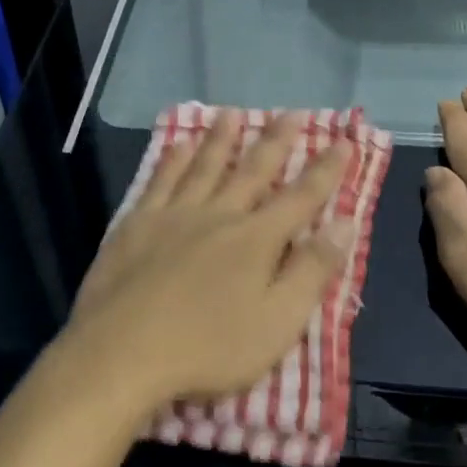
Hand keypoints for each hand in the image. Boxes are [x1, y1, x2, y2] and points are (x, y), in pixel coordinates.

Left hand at [59, 111, 353, 415]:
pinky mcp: (135, 226)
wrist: (121, 354)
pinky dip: (172, 161)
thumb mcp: (277, 321)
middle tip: (291, 112)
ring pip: (203, 166)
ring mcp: (173, 216)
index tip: (343, 141)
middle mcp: (218, 215)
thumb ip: (312, 270)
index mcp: (256, 240)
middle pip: (252, 170)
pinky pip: (159, 181)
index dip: (325, 170)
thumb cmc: (209, 349)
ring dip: (221, 139)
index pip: (301, 197)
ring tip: (232, 113)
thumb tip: (344, 223)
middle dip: (275, 141)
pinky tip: (177, 146)